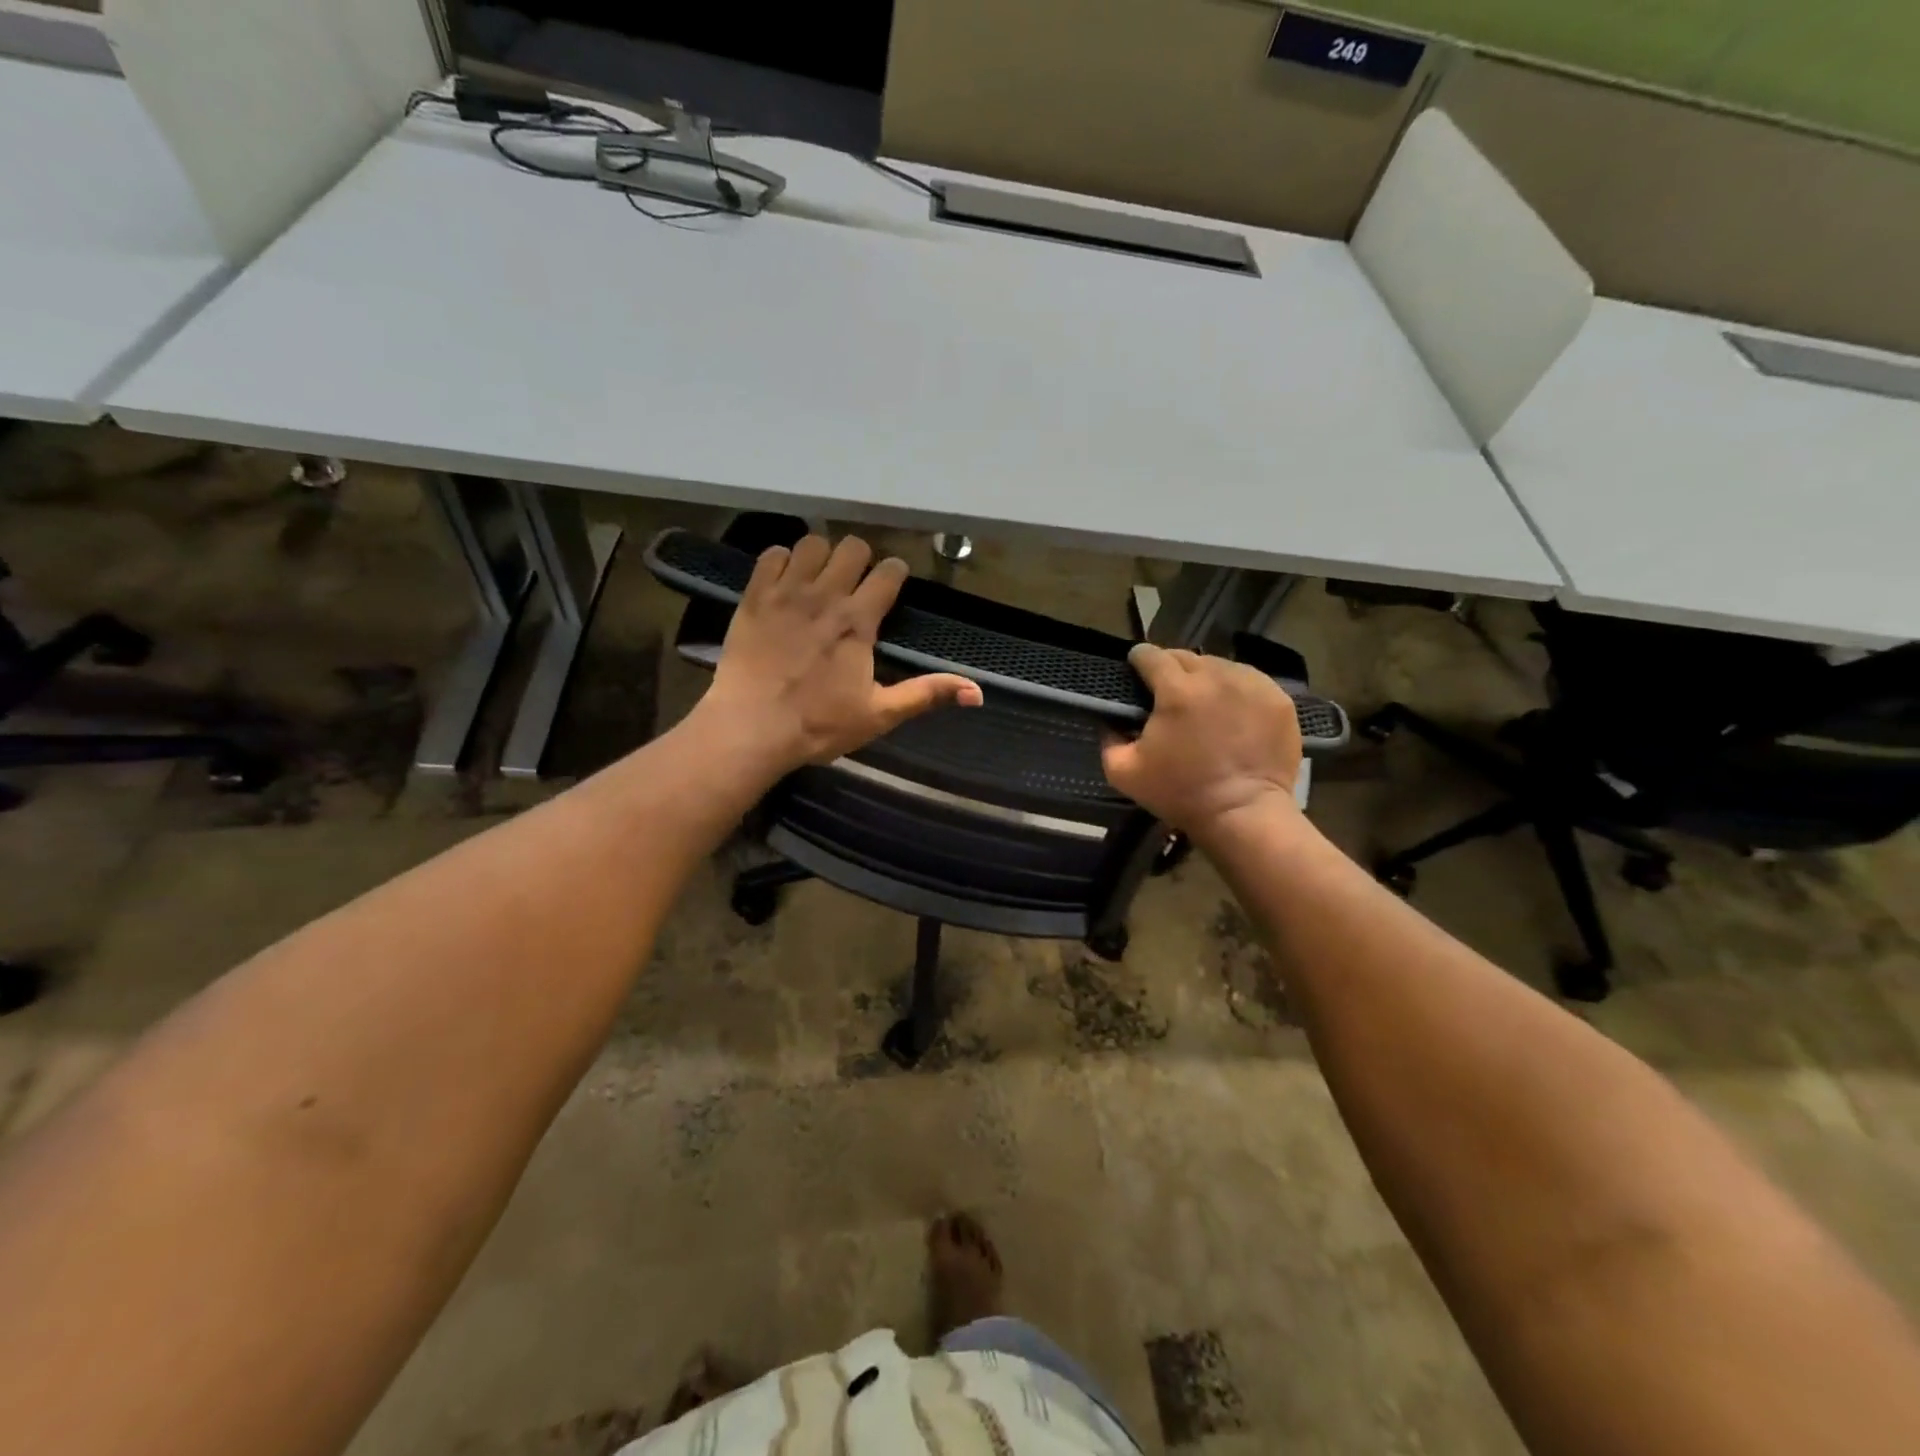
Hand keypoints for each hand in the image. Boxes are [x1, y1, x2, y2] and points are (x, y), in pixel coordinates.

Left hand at [698, 534, 982, 770]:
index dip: (895, 574)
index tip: (892, 586)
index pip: (888, 572)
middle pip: (853, 547)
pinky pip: (772, 555)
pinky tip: (786, 582)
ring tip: (820, 579)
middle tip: (856, 584)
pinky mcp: (754, 596)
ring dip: (822, 556)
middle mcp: (825, 595)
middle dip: (861, 560)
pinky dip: (783, 561)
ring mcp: (786, 592)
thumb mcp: (880, 714)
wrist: (751, 728)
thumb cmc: (818, 725)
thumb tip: (978, 692)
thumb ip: (927, 694)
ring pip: (812, 543)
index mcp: (858, 621)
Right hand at [1101, 644, 1302, 835]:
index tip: (1136, 670)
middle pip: (1186, 657)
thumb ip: (1108, 740)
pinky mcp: (1278, 699)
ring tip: (1203, 702)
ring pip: (1220, 666)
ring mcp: (1252, 685)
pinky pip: (1249, 682)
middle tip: (1168, 692)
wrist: (1243, 814)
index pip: (1150, 655)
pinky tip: (1232, 712)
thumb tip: (1111, 720)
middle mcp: (1215, 676)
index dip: (1138, 660)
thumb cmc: (1180, 793)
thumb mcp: (1124, 773)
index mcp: (1176, 690)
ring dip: (1205, 678)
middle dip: (1172, 668)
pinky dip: (1236, 690)